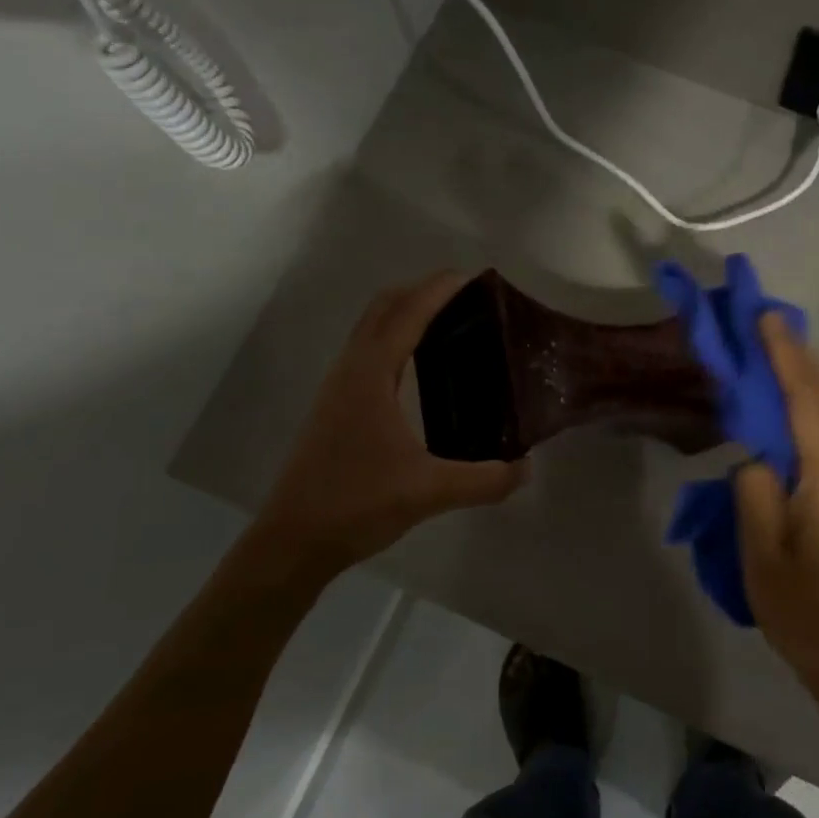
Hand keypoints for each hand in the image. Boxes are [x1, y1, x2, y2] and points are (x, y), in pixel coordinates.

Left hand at [248, 272, 528, 586]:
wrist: (292, 540)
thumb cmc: (356, 504)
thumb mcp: (429, 493)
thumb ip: (485, 480)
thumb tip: (526, 468)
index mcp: (370, 376)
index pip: (407, 314)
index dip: (439, 289)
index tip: (475, 276)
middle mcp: (351, 371)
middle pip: (383, 308)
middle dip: (422, 290)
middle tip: (467, 296)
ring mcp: (338, 388)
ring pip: (371, 328)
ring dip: (405, 312)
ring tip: (449, 323)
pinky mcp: (336, 408)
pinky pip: (367, 352)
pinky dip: (394, 338)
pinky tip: (419, 367)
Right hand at [736, 314, 818, 732]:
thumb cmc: (803, 610)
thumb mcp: (761, 553)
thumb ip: (755, 490)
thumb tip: (758, 454)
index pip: (806, 400)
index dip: (785, 356)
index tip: (765, 317)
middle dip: (799, 355)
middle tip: (765, 322)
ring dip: (810, 376)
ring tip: (776, 350)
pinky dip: (817, 403)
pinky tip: (797, 400)